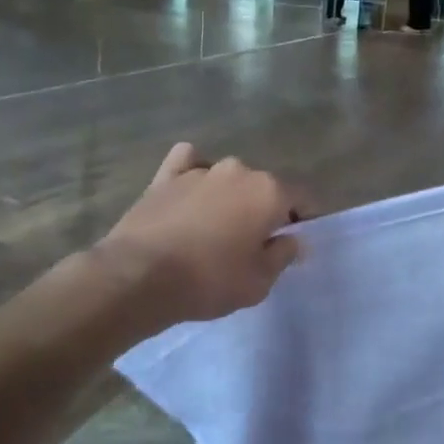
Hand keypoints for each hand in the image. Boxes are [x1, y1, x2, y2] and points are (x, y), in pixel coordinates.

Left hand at [95, 144, 301, 325]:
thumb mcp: (259, 281)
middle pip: (263, 187)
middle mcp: (239, 170)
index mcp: (269, 191)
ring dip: (231, 196)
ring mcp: (200, 170)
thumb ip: (282, 255)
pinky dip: (194, 171)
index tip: (295, 241)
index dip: (303, 219)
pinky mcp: (166, 176)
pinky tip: (191, 190)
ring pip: (228, 177)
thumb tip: (292, 239)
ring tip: (219, 226)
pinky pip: (188, 163)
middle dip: (265, 209)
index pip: (301, 198)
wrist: (139, 276)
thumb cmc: (210, 281)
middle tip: (254, 242)